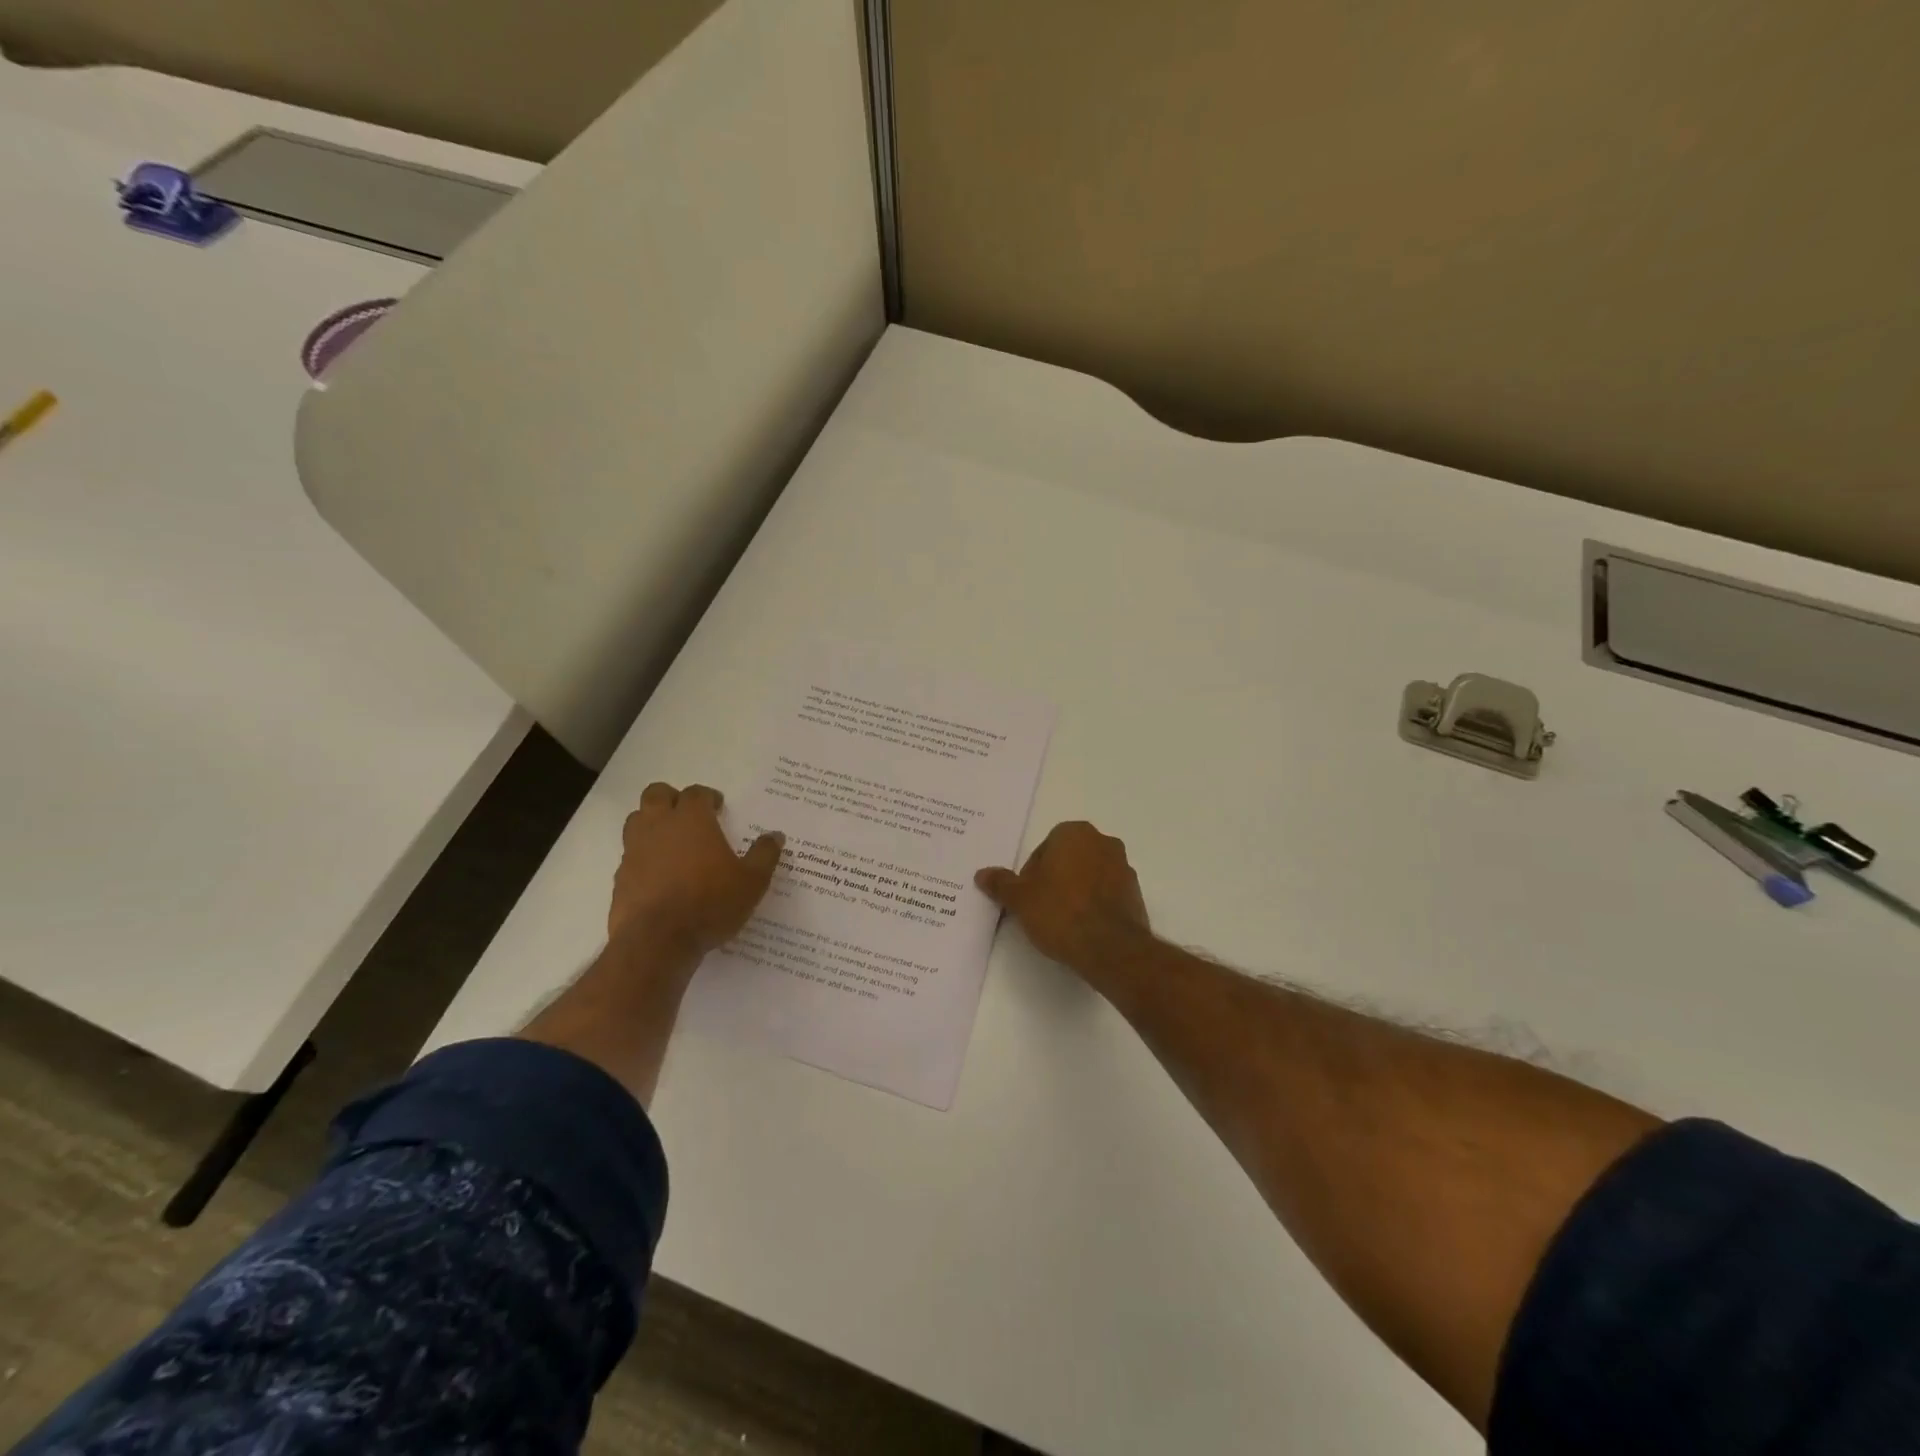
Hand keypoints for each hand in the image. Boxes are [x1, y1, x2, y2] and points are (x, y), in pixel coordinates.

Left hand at [609, 783, 784, 955]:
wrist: (657, 941)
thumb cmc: (710, 903)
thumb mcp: (752, 881)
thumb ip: (765, 855)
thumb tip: (776, 836)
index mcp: (692, 819)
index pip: (696, 793)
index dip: (708, 796)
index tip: (718, 807)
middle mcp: (659, 826)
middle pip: (657, 794)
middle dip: (672, 798)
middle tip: (688, 815)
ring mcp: (634, 850)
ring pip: (637, 820)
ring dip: (652, 823)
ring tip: (671, 841)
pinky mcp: (620, 877)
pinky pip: (630, 854)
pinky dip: (643, 856)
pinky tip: (659, 875)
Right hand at [975, 821, 1150, 979]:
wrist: (1110, 948)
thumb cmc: (1060, 912)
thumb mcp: (1020, 899)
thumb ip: (1001, 883)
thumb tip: (982, 874)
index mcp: (1074, 833)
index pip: (1044, 848)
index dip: (1032, 874)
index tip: (1028, 897)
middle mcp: (1103, 842)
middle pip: (1068, 859)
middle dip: (1055, 878)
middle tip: (1042, 908)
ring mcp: (1123, 867)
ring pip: (1089, 875)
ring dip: (1076, 890)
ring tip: (1063, 921)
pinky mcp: (1136, 893)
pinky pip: (1107, 893)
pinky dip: (1095, 904)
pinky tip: (1083, 928)